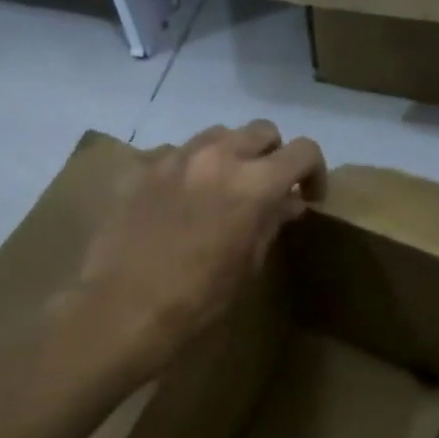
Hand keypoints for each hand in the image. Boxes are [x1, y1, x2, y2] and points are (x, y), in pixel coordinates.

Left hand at [66, 122, 324, 379]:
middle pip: (261, 131)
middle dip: (273, 155)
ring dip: (233, 154)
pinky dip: (193, 168)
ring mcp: (176, 157)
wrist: (124, 307)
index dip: (314, 171)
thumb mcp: (247, 265)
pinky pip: (178, 153)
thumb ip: (270, 223)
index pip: (303, 151)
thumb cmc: (198, 298)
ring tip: (226, 189)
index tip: (309, 197)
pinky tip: (184, 200)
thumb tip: (289, 203)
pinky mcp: (143, 168)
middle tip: (269, 190)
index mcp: (254, 183)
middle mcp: (218, 156)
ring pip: (218, 134)